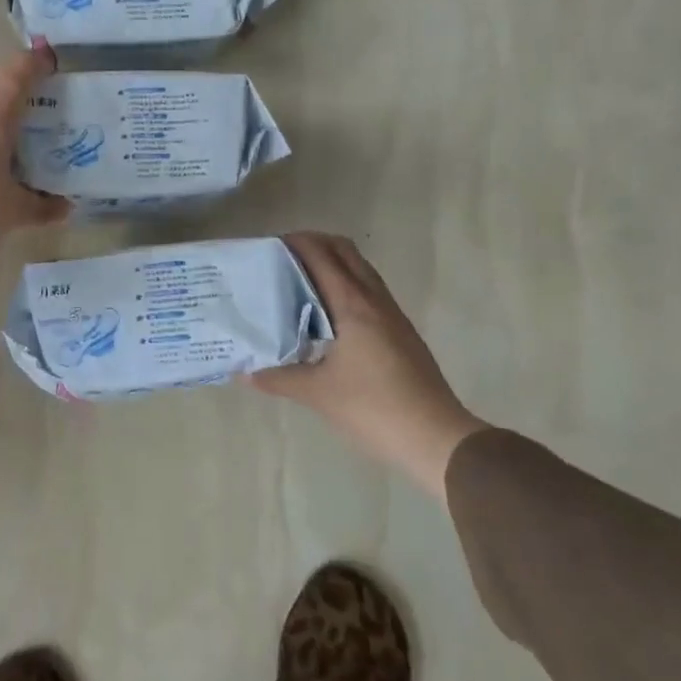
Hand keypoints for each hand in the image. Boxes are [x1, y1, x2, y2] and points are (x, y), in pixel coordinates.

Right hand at [251, 233, 488, 499]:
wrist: (435, 437)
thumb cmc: (373, 408)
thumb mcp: (318, 394)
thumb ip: (279, 378)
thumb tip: (245, 372)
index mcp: (354, 305)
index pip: (322, 256)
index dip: (296, 243)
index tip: (268, 247)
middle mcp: (375, 300)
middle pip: (345, 252)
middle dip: (315, 245)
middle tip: (282, 259)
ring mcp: (393, 315)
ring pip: (360, 271)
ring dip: (333, 264)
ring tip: (299, 283)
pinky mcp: (401, 332)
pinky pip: (369, 292)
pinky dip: (346, 286)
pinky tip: (327, 316)